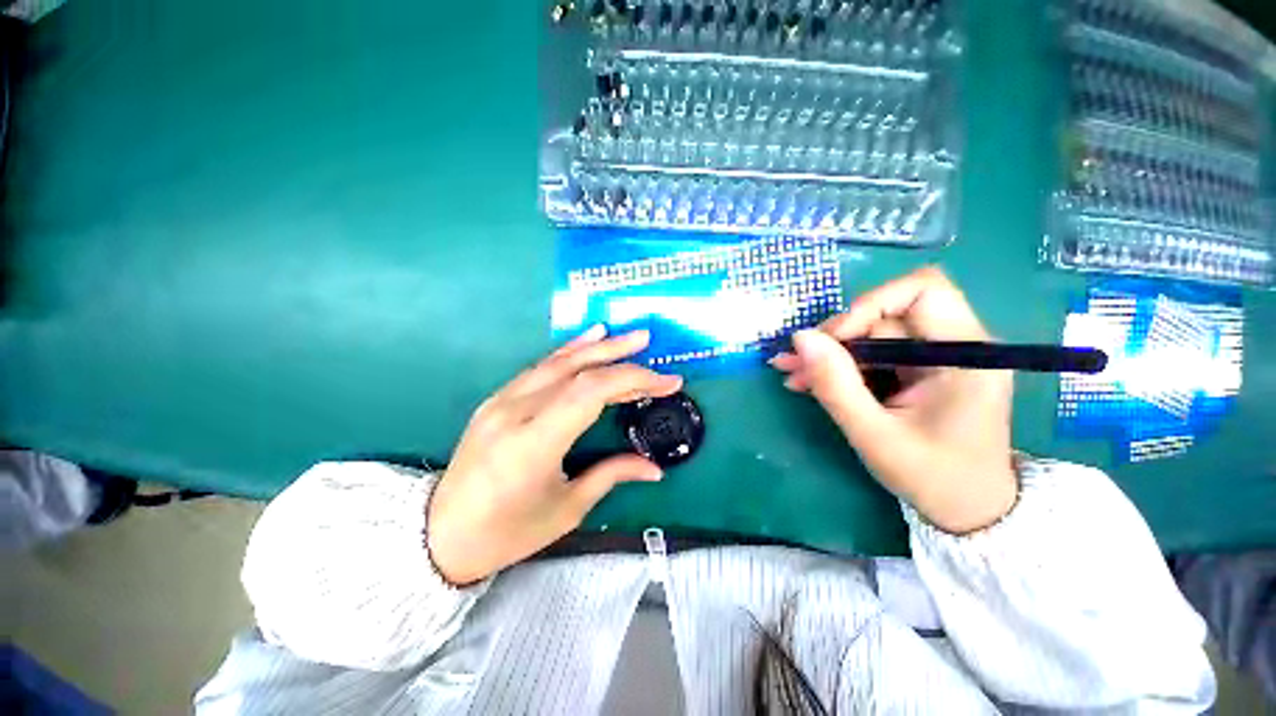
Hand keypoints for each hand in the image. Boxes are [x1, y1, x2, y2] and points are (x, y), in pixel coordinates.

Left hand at [427, 326, 682, 584]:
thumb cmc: (506, 532)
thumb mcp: (566, 509)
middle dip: (618, 355)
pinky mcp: (496, 399)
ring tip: (624, 336)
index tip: (667, 382)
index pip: (591, 393)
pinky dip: (567, 353)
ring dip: (594, 346)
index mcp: (533, 443)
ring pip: (556, 362)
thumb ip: (612, 475)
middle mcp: (515, 412)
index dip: (633, 380)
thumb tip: (654, 468)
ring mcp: (500, 401)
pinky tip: (585, 342)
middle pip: (576, 371)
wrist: (440, 535)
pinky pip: (538, 369)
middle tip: (647, 343)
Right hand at [770, 267, 1016, 533]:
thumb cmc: (933, 478)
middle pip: (885, 315)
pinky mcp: (918, 370)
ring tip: (792, 374)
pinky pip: (872, 354)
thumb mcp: (874, 435)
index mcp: (965, 355)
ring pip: (870, 334)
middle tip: (795, 364)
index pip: (922, 291)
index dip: (870, 305)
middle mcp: (956, 345)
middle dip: (836, 338)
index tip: (832, 341)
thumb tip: (800, 337)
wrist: (967, 510)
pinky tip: (808, 380)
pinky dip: (839, 366)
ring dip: (829, 353)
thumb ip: (835, 385)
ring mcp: (935, 357)